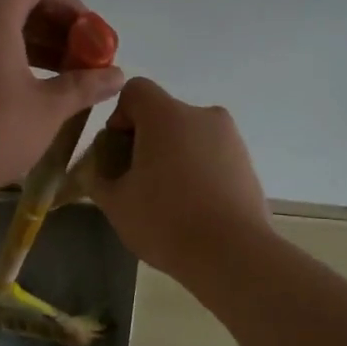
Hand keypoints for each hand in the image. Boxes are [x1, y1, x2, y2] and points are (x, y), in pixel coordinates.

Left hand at [0, 0, 125, 212]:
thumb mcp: (47, 110)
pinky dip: (5, 56)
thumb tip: (116, 75)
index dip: (68, 1)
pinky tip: (25, 92)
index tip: (88, 37)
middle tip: (82, 60)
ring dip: (32, 43)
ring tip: (61, 79)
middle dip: (54, 25)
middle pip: (14, 0)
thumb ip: (84, 85)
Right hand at [89, 77, 272, 279]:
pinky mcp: (247, 163)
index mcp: (167, 116)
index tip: (117, 153)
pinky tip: (192, 208)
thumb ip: (99, 179)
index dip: (119, 116)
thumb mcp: (116, 204)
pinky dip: (197, 171)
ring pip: (189, 136)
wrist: (232, 254)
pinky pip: (211, 156)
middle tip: (136, 181)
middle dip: (145, 141)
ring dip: (172, 156)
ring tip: (166, 200)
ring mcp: (230, 139)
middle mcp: (202, 116)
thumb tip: (100, 171)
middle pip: (163, 115)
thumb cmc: (166, 221)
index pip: (135, 91)